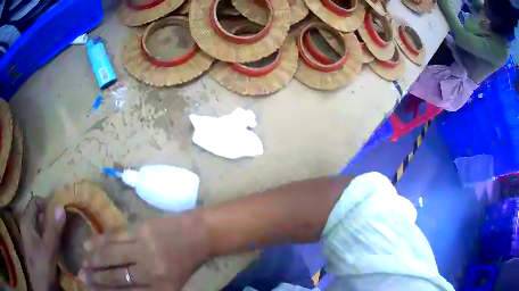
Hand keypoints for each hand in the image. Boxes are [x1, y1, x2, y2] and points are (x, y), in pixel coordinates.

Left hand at [20, 196, 65, 290]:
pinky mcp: (34, 246)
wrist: (40, 283)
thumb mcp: (49, 248)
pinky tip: (58, 248)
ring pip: (40, 226)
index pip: (35, 201)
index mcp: (27, 220)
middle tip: (64, 226)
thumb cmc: (41, 264)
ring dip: (51, 230)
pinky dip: (49, 238)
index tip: (59, 214)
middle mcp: (26, 224)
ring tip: (63, 237)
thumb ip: (54, 229)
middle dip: (50, 218)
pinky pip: (41, 236)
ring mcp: (30, 236)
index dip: (46, 204)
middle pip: (38, 214)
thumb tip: (61, 207)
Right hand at [81, 212, 209, 289]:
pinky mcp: (141, 230)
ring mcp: (145, 250)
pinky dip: (99, 241)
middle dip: (96, 278)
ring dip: (94, 259)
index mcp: (162, 290)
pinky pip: (114, 236)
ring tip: (83, 261)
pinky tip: (88, 244)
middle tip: (83, 276)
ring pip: (110, 256)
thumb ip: (146, 289)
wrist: (199, 235)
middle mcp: (152, 273)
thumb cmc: (183, 262)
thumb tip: (118, 288)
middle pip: (116, 278)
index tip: (91, 290)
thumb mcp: (170, 284)